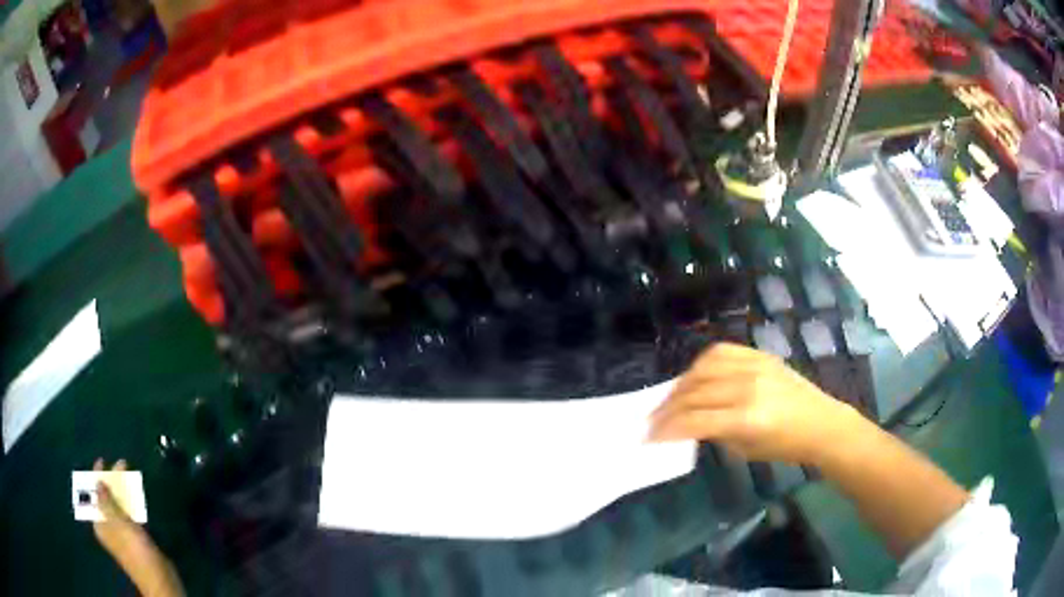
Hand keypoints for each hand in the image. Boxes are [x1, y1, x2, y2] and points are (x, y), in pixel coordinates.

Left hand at [92, 459, 184, 596]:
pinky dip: (131, 504)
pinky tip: (136, 498)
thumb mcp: (118, 522)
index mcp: (100, 523)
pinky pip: (129, 515)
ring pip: (119, 506)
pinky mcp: (136, 539)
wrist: (158, 577)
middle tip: (121, 465)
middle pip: (106, 499)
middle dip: (112, 482)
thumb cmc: (134, 549)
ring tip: (129, 476)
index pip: (94, 494)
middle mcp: (108, 526)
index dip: (97, 477)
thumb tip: (97, 480)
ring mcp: (122, 534)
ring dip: (122, 491)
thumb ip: (107, 500)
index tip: (102, 460)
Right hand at [649, 343, 866, 464]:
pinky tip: (694, 376)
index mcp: (747, 418)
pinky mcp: (760, 355)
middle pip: (695, 392)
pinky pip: (721, 351)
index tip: (648, 437)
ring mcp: (755, 366)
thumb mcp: (745, 450)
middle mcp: (747, 387)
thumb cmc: (785, 446)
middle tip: (651, 420)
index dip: (667, 429)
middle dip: (667, 408)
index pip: (694, 420)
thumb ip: (715, 432)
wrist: (821, 422)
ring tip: (671, 399)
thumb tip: (687, 423)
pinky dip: (701, 363)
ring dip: (681, 384)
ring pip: (703, 367)